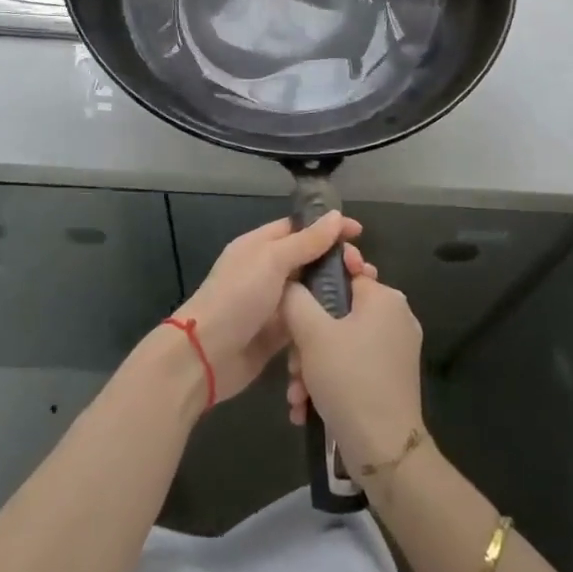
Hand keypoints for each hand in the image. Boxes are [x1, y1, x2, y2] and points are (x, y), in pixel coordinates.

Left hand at [174, 211, 364, 402]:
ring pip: (314, 293)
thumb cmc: (238, 297)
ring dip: (337, 294)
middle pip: (311, 260)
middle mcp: (268, 271)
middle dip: (339, 264)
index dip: (329, 228)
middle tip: (365, 272)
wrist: (206, 355)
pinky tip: (349, 325)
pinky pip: (309, 322)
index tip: (360, 233)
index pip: (300, 228)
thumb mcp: (272, 261)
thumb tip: (336, 216)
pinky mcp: (280, 334)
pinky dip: (325, 322)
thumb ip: (306, 241)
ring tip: (366, 299)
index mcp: (261, 245)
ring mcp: (274, 303)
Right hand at [284, 273, 424, 471]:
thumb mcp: (311, 333)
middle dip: (306, 339)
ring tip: (296, 394)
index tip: (292, 301)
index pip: (346, 272)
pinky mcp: (390, 379)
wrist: (383, 450)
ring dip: (311, 366)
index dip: (315, 283)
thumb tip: (289, 282)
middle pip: (338, 312)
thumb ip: (296, 298)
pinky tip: (306, 407)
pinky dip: (328, 381)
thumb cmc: (348, 378)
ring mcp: (395, 350)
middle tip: (291, 363)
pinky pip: (351, 365)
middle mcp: (395, 318)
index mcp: (385, 298)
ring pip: (340, 343)